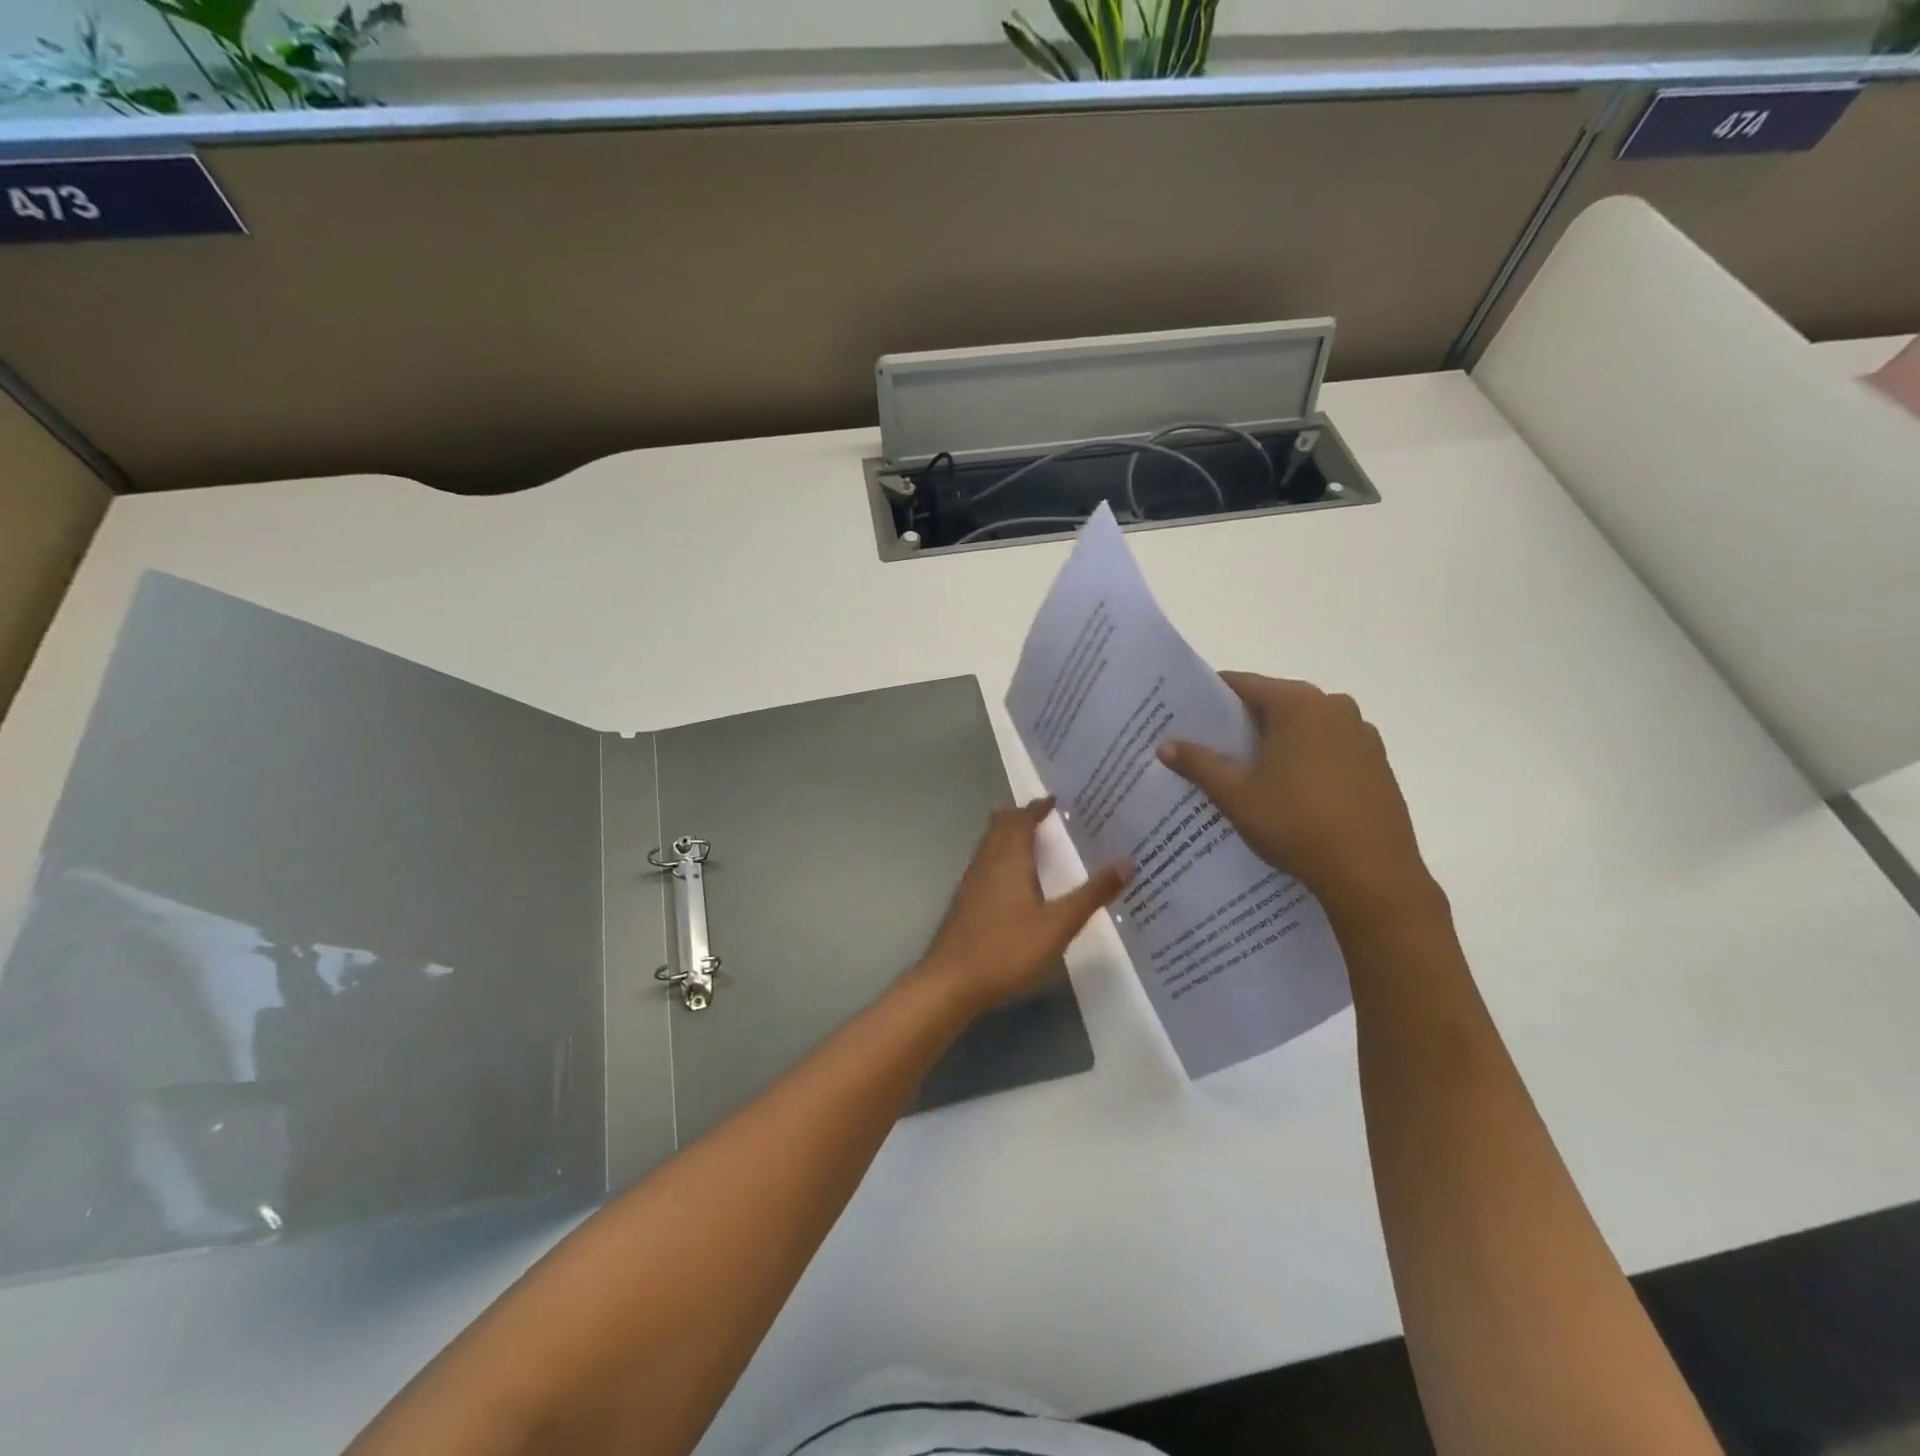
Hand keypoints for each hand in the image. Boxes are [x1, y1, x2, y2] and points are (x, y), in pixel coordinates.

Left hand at [917, 798, 1130, 1014]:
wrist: (951, 982)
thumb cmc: (1007, 950)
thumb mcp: (1058, 925)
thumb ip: (1091, 894)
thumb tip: (1127, 861)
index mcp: (1009, 861)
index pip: (1022, 822)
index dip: (1036, 808)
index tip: (1052, 799)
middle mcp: (986, 864)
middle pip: (999, 828)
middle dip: (1017, 816)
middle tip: (1038, 811)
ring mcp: (971, 884)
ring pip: (987, 846)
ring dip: (1004, 834)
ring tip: (1021, 834)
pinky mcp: (964, 904)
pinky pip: (983, 865)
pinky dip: (997, 856)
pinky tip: (1004, 877)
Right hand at [1158, 675, 1441, 926]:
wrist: (1372, 875)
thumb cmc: (1296, 824)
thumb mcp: (1236, 795)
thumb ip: (1199, 764)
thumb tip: (1166, 745)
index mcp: (1299, 704)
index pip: (1243, 684)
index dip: (1211, 698)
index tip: (1186, 715)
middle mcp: (1335, 707)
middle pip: (1274, 703)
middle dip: (1242, 722)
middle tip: (1208, 746)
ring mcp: (1362, 735)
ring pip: (1303, 727)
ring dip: (1274, 741)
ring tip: (1245, 771)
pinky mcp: (1377, 764)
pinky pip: (1328, 748)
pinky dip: (1304, 759)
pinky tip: (1287, 791)